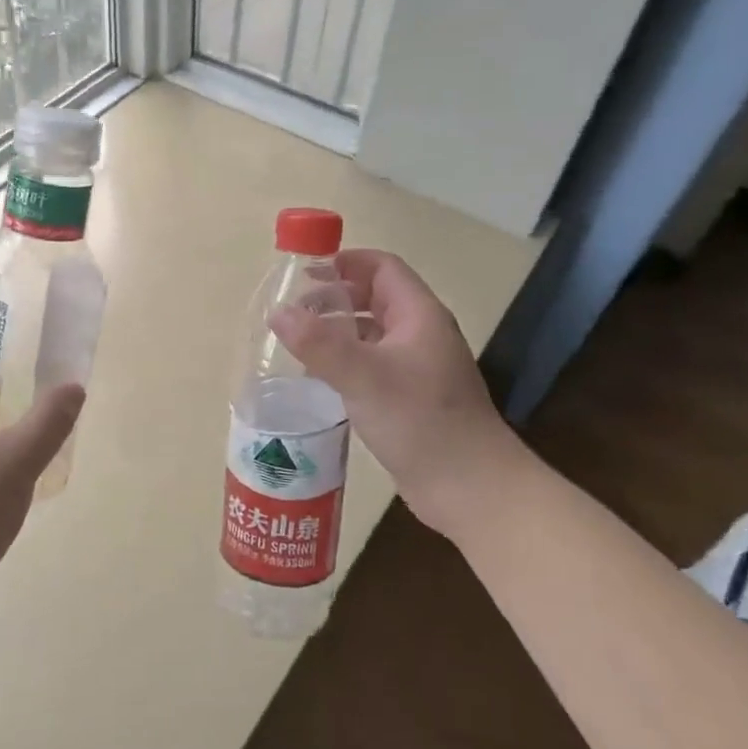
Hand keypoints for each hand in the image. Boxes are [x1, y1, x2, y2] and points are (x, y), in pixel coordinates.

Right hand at [269, 249, 517, 531]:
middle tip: (293, 309)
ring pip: (372, 333)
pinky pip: (371, 365)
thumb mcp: (365, 377)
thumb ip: (319, 343)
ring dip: (337, 330)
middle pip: (375, 297)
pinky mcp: (408, 398)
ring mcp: (416, 368)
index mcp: (419, 316)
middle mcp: (420, 335)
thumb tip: (277, 312)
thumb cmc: (421, 421)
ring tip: (297, 341)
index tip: (304, 270)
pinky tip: (318, 378)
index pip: (383, 268)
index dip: (345, 261)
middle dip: (335, 296)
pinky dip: (344, 361)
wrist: (469, 487)